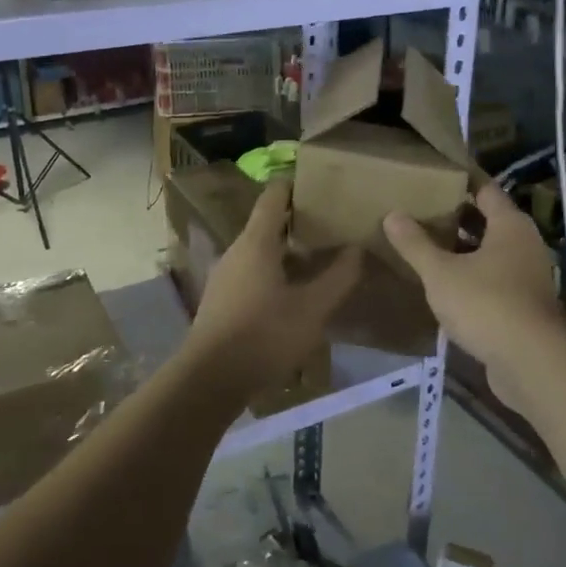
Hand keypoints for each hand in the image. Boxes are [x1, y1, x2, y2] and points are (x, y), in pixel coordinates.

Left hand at [186, 180, 361, 399]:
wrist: (209, 380)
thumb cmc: (264, 336)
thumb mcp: (312, 309)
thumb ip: (338, 277)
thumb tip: (356, 249)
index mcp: (256, 242)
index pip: (274, 196)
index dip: (296, 186)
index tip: (322, 186)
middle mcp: (236, 250)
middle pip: (267, 223)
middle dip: (299, 222)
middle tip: (332, 227)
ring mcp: (224, 275)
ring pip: (260, 250)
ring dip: (287, 250)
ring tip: (318, 260)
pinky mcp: (221, 299)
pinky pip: (251, 272)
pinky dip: (274, 271)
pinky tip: (293, 293)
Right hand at [385, 181, 564, 407]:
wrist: (532, 362)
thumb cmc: (487, 304)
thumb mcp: (441, 273)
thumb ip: (416, 244)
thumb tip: (392, 214)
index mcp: (510, 225)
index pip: (485, 189)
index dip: (461, 179)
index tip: (436, 172)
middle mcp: (524, 244)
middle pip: (488, 220)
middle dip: (456, 215)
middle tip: (421, 207)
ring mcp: (527, 276)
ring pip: (490, 252)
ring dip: (462, 248)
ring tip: (426, 243)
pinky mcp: (523, 305)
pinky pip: (493, 278)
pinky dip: (471, 275)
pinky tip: (444, 283)